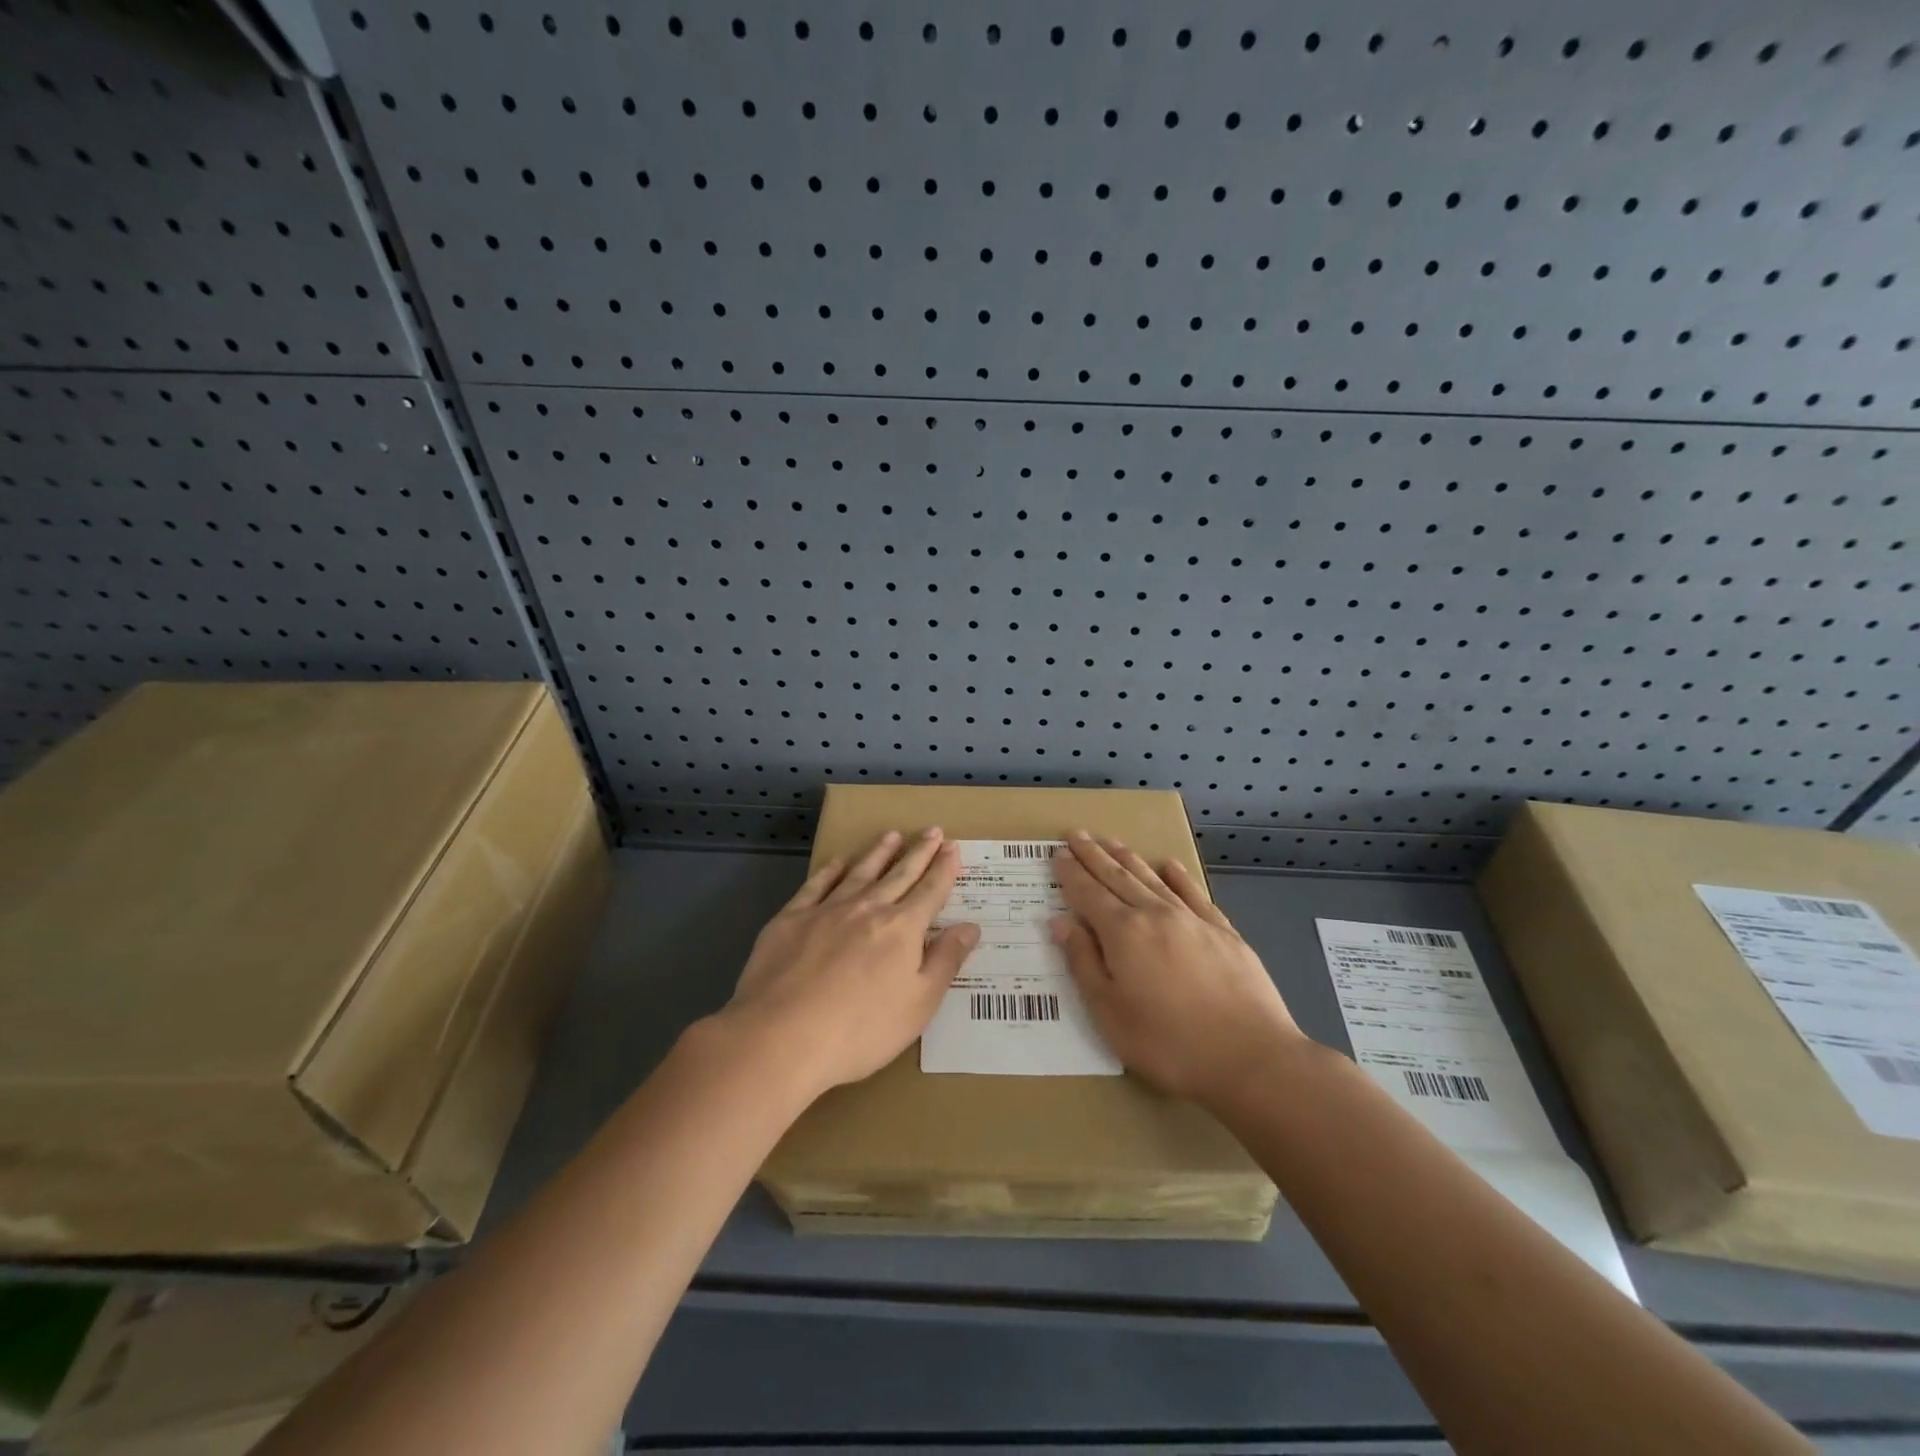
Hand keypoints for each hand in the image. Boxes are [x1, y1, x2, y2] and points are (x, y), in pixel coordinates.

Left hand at [720, 827, 979, 1097]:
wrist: (781, 1037)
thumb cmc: (861, 1030)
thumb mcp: (919, 1004)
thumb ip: (945, 961)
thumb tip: (970, 926)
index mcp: (902, 929)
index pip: (930, 891)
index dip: (944, 869)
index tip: (952, 848)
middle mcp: (867, 909)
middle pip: (899, 874)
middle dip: (919, 852)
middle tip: (932, 830)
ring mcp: (826, 910)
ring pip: (860, 872)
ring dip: (879, 853)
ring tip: (892, 835)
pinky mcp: (791, 920)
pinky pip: (816, 885)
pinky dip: (830, 871)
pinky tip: (838, 862)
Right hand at [1051, 832, 1302, 1107]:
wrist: (1251, 1057)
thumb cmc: (1169, 1043)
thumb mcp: (1109, 1013)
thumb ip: (1083, 963)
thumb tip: (1061, 922)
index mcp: (1123, 933)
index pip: (1088, 894)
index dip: (1070, 873)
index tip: (1058, 853)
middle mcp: (1155, 914)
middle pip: (1117, 877)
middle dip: (1094, 855)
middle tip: (1076, 834)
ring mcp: (1192, 920)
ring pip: (1152, 879)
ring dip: (1128, 858)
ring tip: (1111, 841)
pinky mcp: (1223, 932)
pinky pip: (1194, 893)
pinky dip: (1178, 876)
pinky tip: (1169, 865)